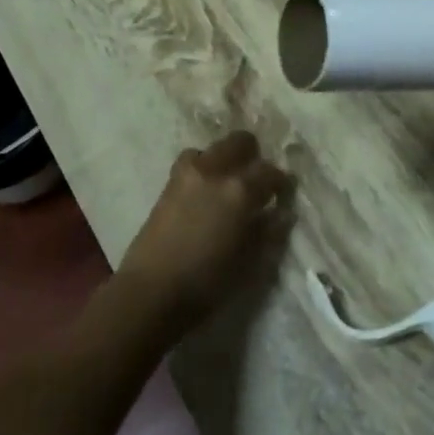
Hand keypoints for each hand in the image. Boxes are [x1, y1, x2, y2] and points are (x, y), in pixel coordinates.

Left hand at [116, 132, 294, 341]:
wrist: (150, 292)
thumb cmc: (206, 283)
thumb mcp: (248, 263)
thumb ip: (269, 233)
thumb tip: (283, 214)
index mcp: (240, 190)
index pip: (270, 172)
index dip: (281, 182)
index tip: (283, 194)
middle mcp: (216, 171)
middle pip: (240, 142)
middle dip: (253, 156)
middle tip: (257, 180)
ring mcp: (189, 174)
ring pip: (214, 148)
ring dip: (226, 158)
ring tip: (228, 181)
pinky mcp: (169, 183)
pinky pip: (192, 161)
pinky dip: (203, 166)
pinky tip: (204, 188)